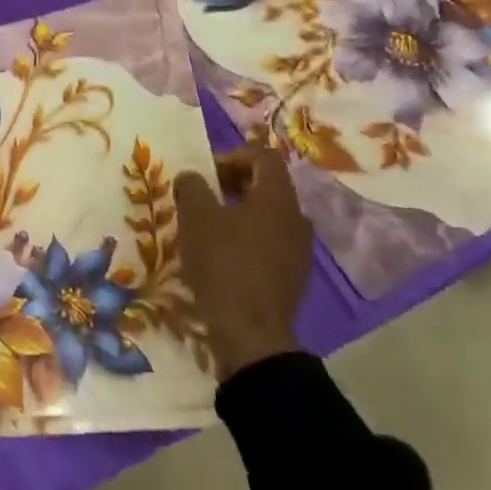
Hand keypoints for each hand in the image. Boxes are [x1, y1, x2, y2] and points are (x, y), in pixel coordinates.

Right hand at [173, 146, 314, 381]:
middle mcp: (296, 218)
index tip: (206, 174)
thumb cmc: (223, 264)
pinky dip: (247, 240)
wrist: (250, 333)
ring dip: (238, 214)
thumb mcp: (196, 217)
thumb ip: (192, 187)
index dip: (232, 156)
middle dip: (232, 184)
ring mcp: (299, 250)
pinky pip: (269, 244)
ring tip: (208, 229)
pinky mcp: (293, 277)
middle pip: (267, 186)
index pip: (264, 157)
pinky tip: (222, 258)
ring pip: (268, 217)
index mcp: (277, 198)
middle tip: (202, 198)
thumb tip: (192, 177)